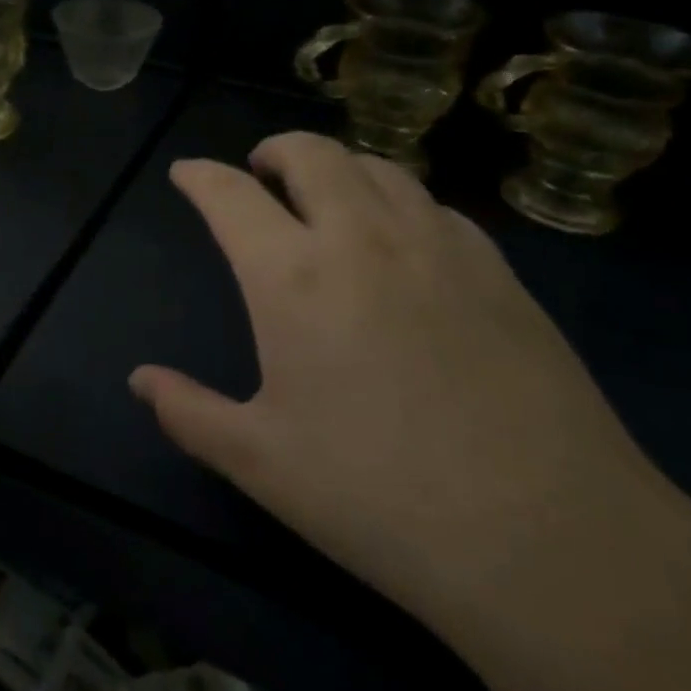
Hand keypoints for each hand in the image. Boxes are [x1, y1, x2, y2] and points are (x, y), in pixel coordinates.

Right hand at [130, 133, 663, 622]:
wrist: (550, 541)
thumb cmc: (378, 498)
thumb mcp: (260, 462)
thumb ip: (188, 412)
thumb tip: (139, 381)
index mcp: (293, 276)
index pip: (231, 195)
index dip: (200, 176)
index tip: (186, 173)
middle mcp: (363, 238)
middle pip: (312, 154)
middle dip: (275, 150)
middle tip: (260, 171)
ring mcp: (439, 248)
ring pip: (380, 167)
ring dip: (338, 167)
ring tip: (326, 195)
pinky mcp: (500, 272)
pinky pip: (436, 206)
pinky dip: (399, 201)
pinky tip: (403, 240)